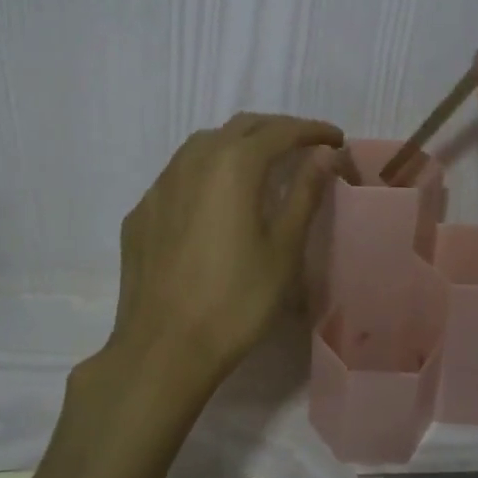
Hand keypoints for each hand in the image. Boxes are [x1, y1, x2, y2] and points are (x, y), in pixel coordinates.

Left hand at [86, 113, 343, 424]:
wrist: (163, 349)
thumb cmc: (236, 301)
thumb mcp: (283, 249)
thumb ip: (305, 193)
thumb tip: (325, 155)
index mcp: (233, 166)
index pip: (279, 131)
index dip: (311, 130)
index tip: (336, 139)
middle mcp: (192, 162)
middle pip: (240, 128)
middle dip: (276, 130)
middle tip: (304, 147)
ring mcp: (159, 186)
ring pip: (203, 145)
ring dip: (237, 144)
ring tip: (261, 165)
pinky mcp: (141, 212)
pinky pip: (178, 174)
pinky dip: (206, 171)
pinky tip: (214, 200)